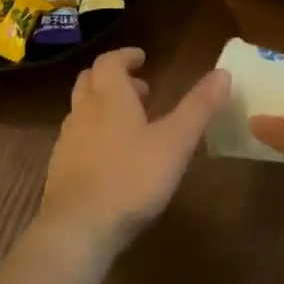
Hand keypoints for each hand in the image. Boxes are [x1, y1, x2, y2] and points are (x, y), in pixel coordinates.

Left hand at [37, 48, 230, 257]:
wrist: (78, 227)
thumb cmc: (131, 178)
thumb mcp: (175, 142)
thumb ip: (198, 107)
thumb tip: (223, 72)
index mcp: (109, 97)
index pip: (110, 61)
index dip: (126, 56)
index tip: (142, 58)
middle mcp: (83, 111)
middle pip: (91, 81)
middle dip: (114, 78)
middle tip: (140, 88)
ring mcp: (67, 140)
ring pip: (82, 109)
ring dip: (103, 106)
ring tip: (131, 123)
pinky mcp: (60, 168)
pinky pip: (77, 137)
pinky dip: (95, 133)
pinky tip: (112, 157)